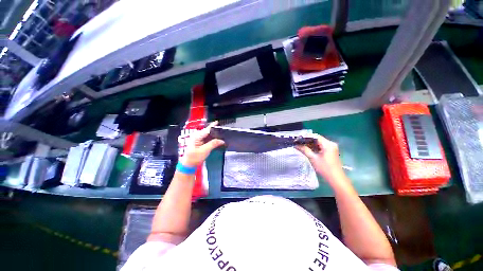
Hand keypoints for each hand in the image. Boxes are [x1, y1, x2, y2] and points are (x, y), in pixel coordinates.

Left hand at [181, 122, 224, 166]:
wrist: (189, 165)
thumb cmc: (194, 158)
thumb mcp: (205, 150)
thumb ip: (213, 144)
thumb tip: (222, 140)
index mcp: (197, 136)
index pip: (207, 129)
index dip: (214, 126)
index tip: (219, 123)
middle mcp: (198, 136)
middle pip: (209, 131)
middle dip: (216, 131)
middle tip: (224, 132)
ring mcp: (199, 139)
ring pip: (209, 135)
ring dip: (215, 136)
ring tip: (223, 136)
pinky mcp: (201, 142)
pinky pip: (209, 139)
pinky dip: (213, 140)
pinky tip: (218, 141)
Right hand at [296, 134, 345, 182]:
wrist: (336, 178)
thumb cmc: (325, 168)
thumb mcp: (313, 158)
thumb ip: (305, 150)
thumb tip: (296, 145)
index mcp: (328, 144)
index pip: (315, 136)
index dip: (306, 136)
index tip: (298, 138)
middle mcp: (331, 144)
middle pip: (317, 139)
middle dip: (307, 140)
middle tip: (298, 142)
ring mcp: (332, 147)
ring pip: (319, 143)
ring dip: (310, 144)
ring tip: (301, 146)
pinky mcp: (331, 151)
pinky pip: (321, 146)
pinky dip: (315, 147)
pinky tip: (308, 149)